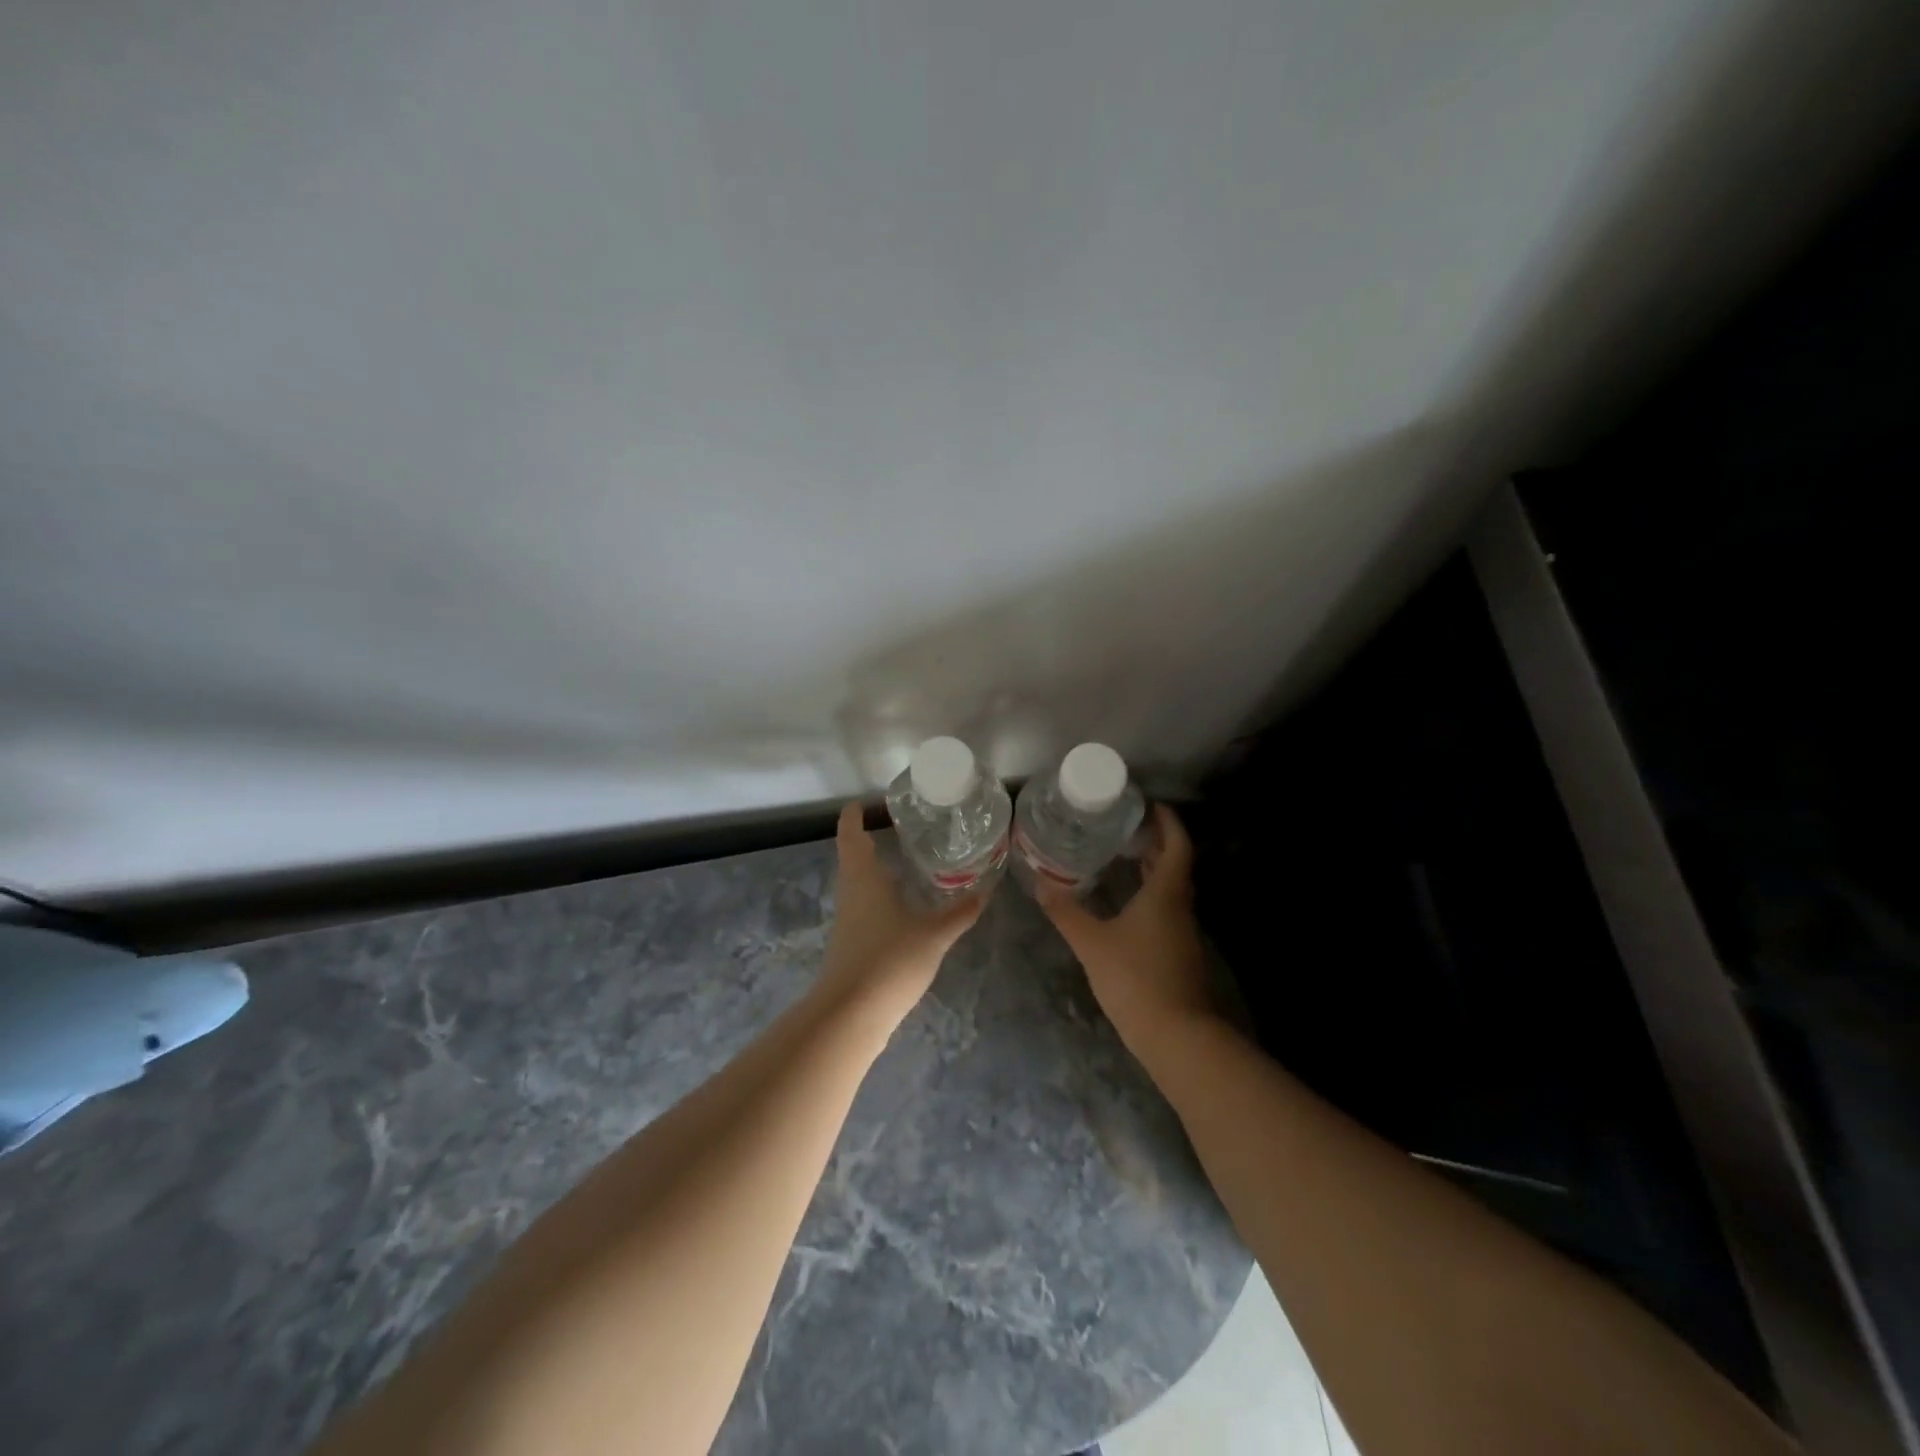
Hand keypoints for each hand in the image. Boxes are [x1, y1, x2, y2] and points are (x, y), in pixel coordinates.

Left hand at [817, 804, 983, 1029]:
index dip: (855, 814)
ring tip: (909, 861)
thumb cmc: (889, 960)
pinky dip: (881, 894)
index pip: (850, 833)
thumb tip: (985, 891)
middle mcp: (851, 891)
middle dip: (871, 838)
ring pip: (859, 882)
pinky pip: (865, 905)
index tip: (867, 801)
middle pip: (853, 855)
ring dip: (877, 868)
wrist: (851, 1014)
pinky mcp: (852, 942)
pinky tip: (905, 905)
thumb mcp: (933, 934)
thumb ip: (959, 913)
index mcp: (863, 876)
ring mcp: (848, 918)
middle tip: (903, 827)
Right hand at [1037, 804, 1215, 1052]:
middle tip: (1126, 826)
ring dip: (1153, 869)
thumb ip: (1066, 913)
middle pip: (1176, 864)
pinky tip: (1125, 904)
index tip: (1150, 804)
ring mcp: (1183, 932)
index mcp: (1166, 893)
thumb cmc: (1136, 979)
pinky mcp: (1178, 953)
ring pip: (1171, 888)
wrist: (1177, 1037)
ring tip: (1123, 857)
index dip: (1168, 821)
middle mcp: (1180, 906)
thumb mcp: (1092, 944)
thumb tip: (1040, 885)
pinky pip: (1166, 910)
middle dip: (1156, 842)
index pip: (1177, 844)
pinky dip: (1150, 895)